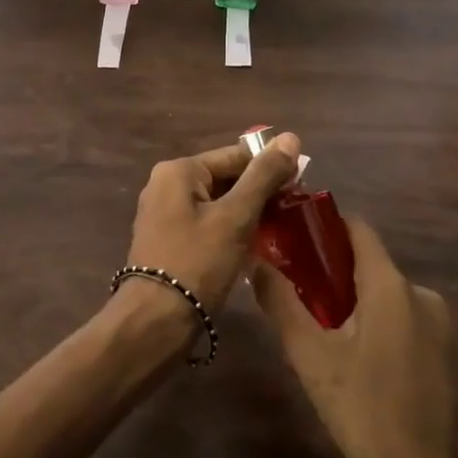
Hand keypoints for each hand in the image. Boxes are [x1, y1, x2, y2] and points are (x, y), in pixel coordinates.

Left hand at [123, 133, 302, 309]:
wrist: (155, 320)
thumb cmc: (197, 262)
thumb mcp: (236, 217)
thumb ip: (263, 176)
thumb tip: (290, 136)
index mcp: (178, 170)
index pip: (234, 155)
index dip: (270, 167)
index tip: (302, 184)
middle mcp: (165, 184)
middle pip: (224, 178)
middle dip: (258, 192)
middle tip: (294, 210)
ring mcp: (163, 213)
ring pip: (216, 202)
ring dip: (247, 213)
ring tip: (280, 228)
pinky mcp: (168, 240)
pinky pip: (206, 223)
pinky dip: (229, 230)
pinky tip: (254, 246)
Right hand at [251, 217, 457, 457]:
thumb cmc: (361, 412)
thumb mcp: (309, 356)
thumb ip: (280, 301)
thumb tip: (256, 262)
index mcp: (391, 288)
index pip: (359, 231)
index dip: (327, 225)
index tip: (298, 232)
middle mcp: (426, 297)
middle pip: (374, 267)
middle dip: (339, 275)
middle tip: (305, 298)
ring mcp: (448, 329)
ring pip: (394, 299)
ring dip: (365, 306)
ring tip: (334, 337)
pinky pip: (415, 326)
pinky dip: (391, 330)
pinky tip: (373, 367)